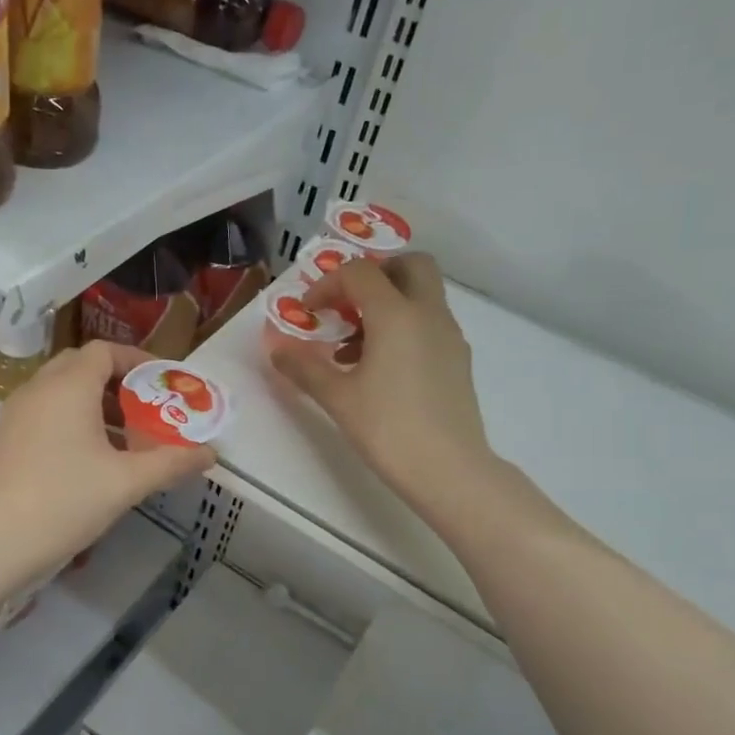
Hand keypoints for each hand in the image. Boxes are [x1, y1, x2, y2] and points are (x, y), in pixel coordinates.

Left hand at [0, 340, 215, 584]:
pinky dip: (70, 420)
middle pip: (81, 366)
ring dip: (94, 403)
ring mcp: (15, 413)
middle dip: (117, 381)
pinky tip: (88, 458)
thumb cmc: (64, 501)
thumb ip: (171, 463)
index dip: (137, 360)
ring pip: (60, 391)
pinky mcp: (4, 438)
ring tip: (124, 438)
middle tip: (145, 409)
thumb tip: (212, 454)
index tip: (164, 383)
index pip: (104, 351)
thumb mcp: (126, 482)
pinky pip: (44, 412)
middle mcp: (38, 388)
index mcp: (68, 386)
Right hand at [269, 253, 495, 497]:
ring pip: (422, 294)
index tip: (308, 312)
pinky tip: (379, 368)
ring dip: (388, 302)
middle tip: (346, 304)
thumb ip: (304, 368)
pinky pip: (429, 322)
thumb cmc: (388, 428)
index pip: (360, 273)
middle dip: (374, 274)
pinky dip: (403, 326)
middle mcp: (428, 314)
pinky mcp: (457, 359)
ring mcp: (449, 335)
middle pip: (409, 265)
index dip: (327, 284)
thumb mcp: (337, 398)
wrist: (449, 470)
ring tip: (353, 346)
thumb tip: (277, 350)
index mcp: (396, 315)